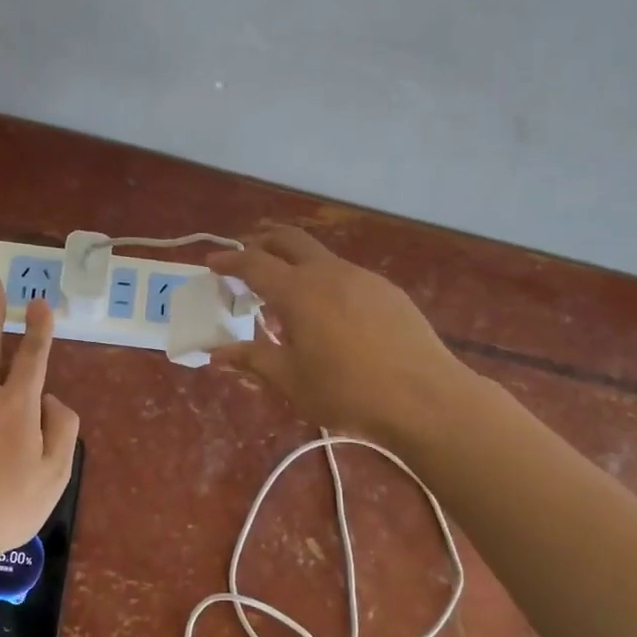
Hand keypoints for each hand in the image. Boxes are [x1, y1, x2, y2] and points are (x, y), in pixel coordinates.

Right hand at [207, 226, 468, 441]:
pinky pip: (346, 275)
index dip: (230, 261)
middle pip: (289, 240)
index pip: (254, 263)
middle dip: (263, 242)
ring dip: (296, 264)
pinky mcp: (388, 291)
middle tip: (247, 259)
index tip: (213, 264)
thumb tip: (216, 353)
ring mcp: (363, 278)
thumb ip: (252, 359)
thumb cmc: (347, 391)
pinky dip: (325, 281)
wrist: (424, 397)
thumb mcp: (291, 380)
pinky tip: (331, 313)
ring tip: (288, 295)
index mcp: (298, 292)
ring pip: (321, 257)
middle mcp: (329, 273)